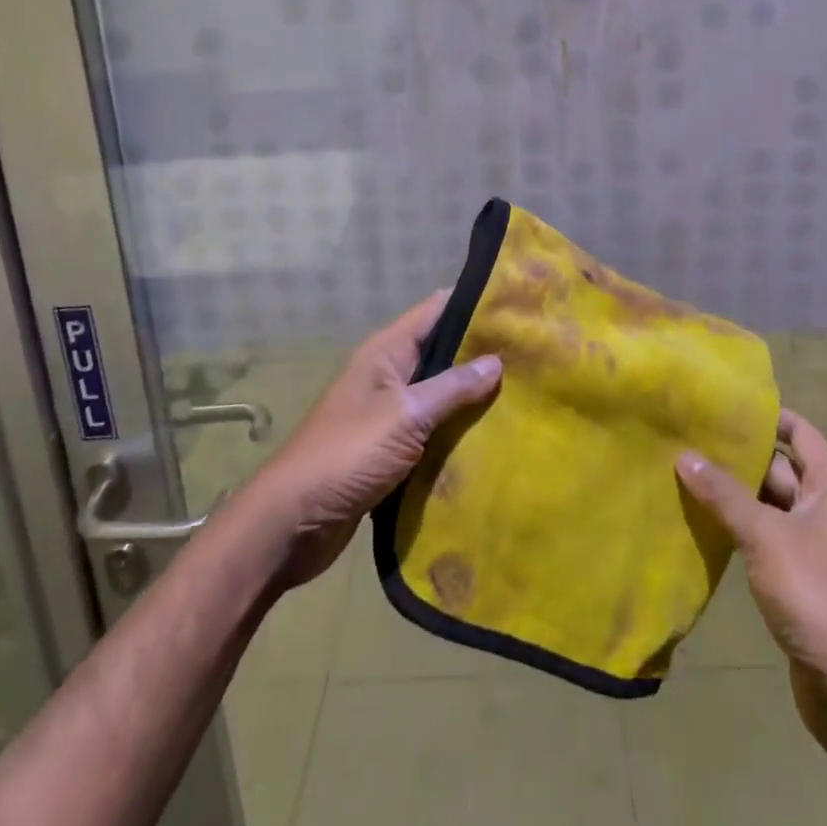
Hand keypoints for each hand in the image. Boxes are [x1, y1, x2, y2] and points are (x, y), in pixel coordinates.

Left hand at [243, 292, 502, 587]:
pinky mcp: (391, 449)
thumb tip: (497, 360)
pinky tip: (495, 435)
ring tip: (527, 392)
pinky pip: (433, 429)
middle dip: (482, 351)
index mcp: (386, 352)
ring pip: (441, 393)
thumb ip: (452, 387)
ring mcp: (389, 413)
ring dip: (474, 394)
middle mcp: (389, 374)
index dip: (475, 302)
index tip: (518, 302)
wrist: (292, 523)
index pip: (436, 310)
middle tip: (534, 352)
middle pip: (442, 351)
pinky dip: (459, 430)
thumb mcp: (405, 415)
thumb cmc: (348, 454)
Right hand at [676, 410, 826, 706]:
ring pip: (773, 505)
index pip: (800, 434)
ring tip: (690, 472)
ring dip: (738, 495)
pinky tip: (707, 521)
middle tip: (693, 437)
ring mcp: (820, 545)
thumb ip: (722, 494)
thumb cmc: (815, 594)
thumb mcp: (763, 536)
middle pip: (783, 469)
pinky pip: (771, 536)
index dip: (767, 417)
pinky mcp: (806, 577)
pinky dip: (744, 527)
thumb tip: (683, 454)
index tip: (725, 404)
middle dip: (741, 457)